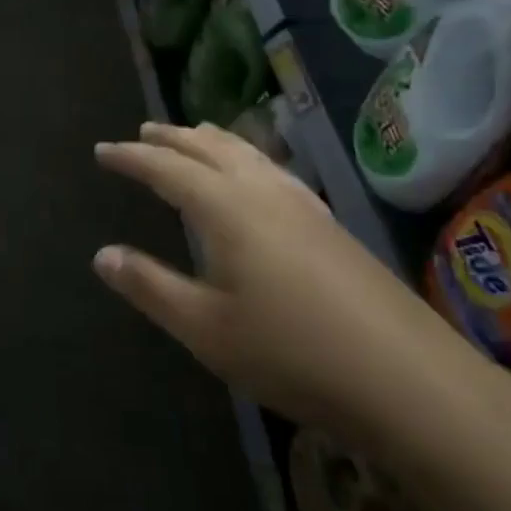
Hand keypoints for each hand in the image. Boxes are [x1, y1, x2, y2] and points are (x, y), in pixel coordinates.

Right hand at [92, 122, 477, 442]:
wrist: (409, 379)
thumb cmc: (292, 353)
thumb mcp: (205, 328)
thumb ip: (151, 286)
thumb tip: (102, 254)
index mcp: (227, 209)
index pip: (167, 168)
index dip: (131, 157)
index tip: (102, 149)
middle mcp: (263, 192)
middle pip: (210, 149)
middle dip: (172, 138)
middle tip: (143, 130)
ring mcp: (304, 205)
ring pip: (249, 154)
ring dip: (213, 141)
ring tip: (194, 134)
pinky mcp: (330, 224)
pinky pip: (274, 170)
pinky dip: (248, 158)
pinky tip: (258, 176)